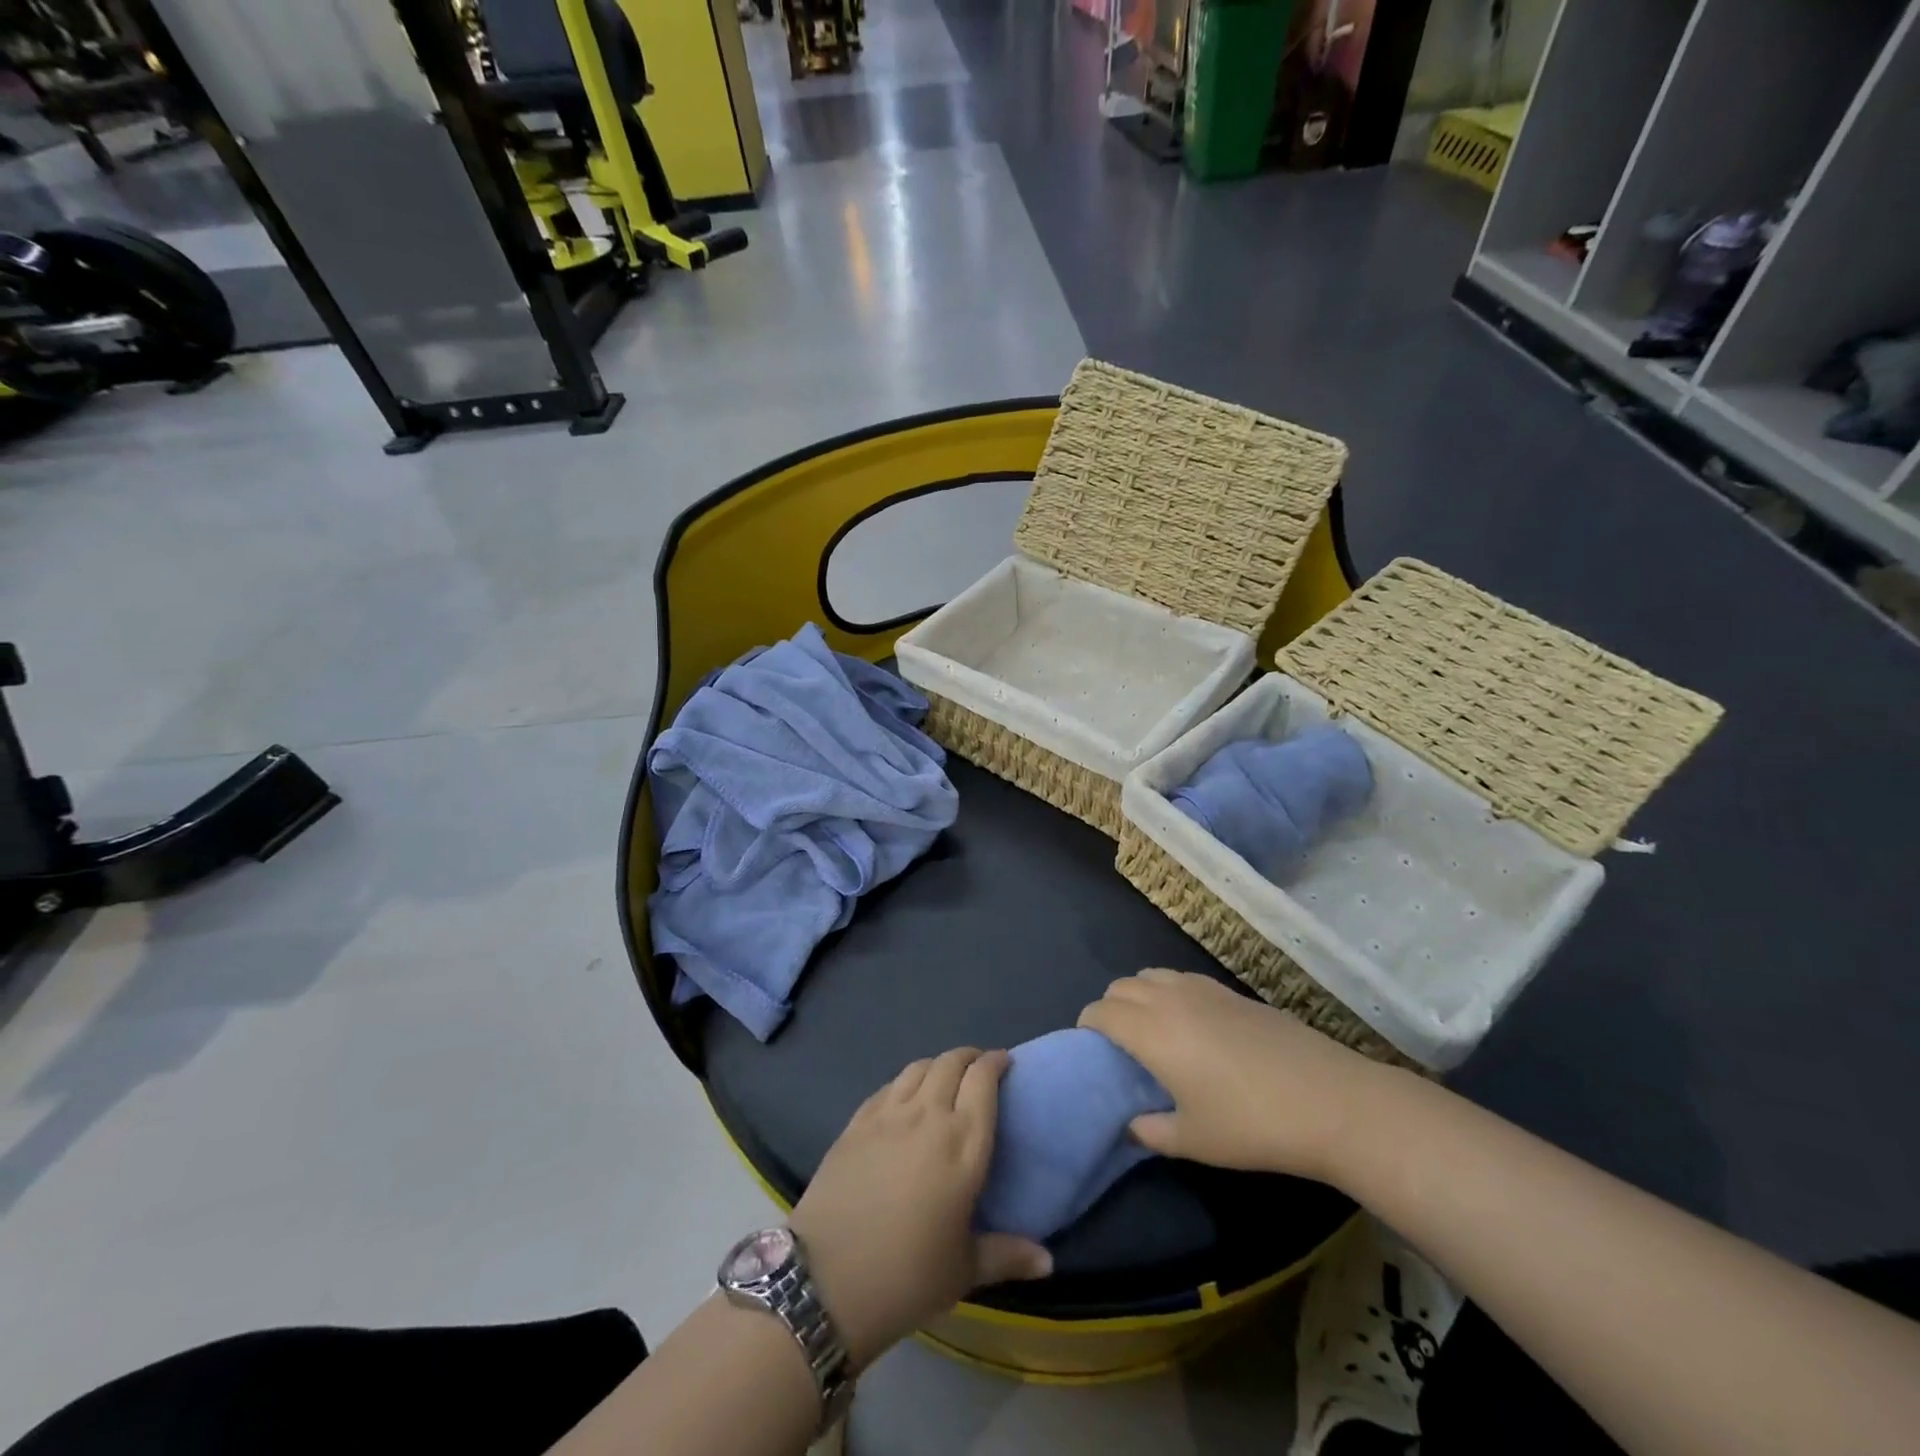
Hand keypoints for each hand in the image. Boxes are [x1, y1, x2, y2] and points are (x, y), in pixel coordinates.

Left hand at [790, 1048, 1051, 1370]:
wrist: (826, 1280)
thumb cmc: (906, 1277)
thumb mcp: (963, 1271)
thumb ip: (1007, 1255)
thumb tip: (1048, 1262)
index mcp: (963, 1144)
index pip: (983, 1080)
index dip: (996, 1063)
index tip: (1005, 1064)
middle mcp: (928, 1116)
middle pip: (951, 1062)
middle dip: (969, 1057)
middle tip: (979, 1069)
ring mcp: (888, 1115)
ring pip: (918, 1067)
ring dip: (938, 1064)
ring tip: (945, 1078)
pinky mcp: (856, 1122)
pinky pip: (888, 1085)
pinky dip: (905, 1081)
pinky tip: (905, 1098)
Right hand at [1079, 969, 1390, 1182]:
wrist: (1330, 1101)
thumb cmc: (1252, 1125)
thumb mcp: (1194, 1140)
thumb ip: (1150, 1132)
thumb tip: (1130, 1124)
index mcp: (1151, 1032)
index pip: (1101, 1012)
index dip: (1088, 1027)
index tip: (1092, 1052)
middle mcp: (1170, 999)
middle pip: (1122, 986)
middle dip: (1110, 1008)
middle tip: (1121, 1046)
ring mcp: (1204, 989)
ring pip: (1152, 974)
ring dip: (1139, 994)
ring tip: (1153, 1030)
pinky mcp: (1232, 991)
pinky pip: (1182, 978)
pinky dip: (1170, 991)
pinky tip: (1192, 1024)